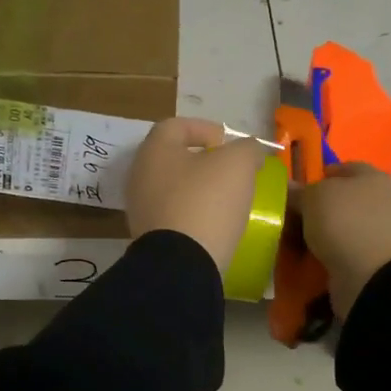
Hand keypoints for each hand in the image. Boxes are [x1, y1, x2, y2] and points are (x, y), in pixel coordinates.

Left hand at [126, 117, 267, 272]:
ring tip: (226, 198)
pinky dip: (193, 214)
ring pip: (173, 189)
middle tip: (230, 170)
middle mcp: (140, 176)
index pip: (175, 126)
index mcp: (154, 150)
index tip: (227, 142)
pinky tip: (214, 224)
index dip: (203, 128)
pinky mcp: (148, 238)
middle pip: (173, 158)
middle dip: (202, 161)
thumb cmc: (206, 201)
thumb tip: (250, 151)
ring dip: (198, 189)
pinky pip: (173, 216)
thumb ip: (247, 149)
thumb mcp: (238, 164)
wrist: (182, 264)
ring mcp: (141, 209)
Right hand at [299, 162, 390, 318]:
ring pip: (338, 225)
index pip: (343, 167)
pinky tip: (306, 255)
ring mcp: (376, 232)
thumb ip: (299, 191)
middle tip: (288, 214)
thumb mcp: (313, 197)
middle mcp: (379, 201)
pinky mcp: (369, 259)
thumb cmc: (345, 222)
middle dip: (314, 206)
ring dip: (317, 231)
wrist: (371, 276)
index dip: (318, 174)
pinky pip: (340, 249)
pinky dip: (324, 252)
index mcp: (373, 177)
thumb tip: (289, 188)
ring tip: (291, 238)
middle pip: (340, 199)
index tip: (295, 187)